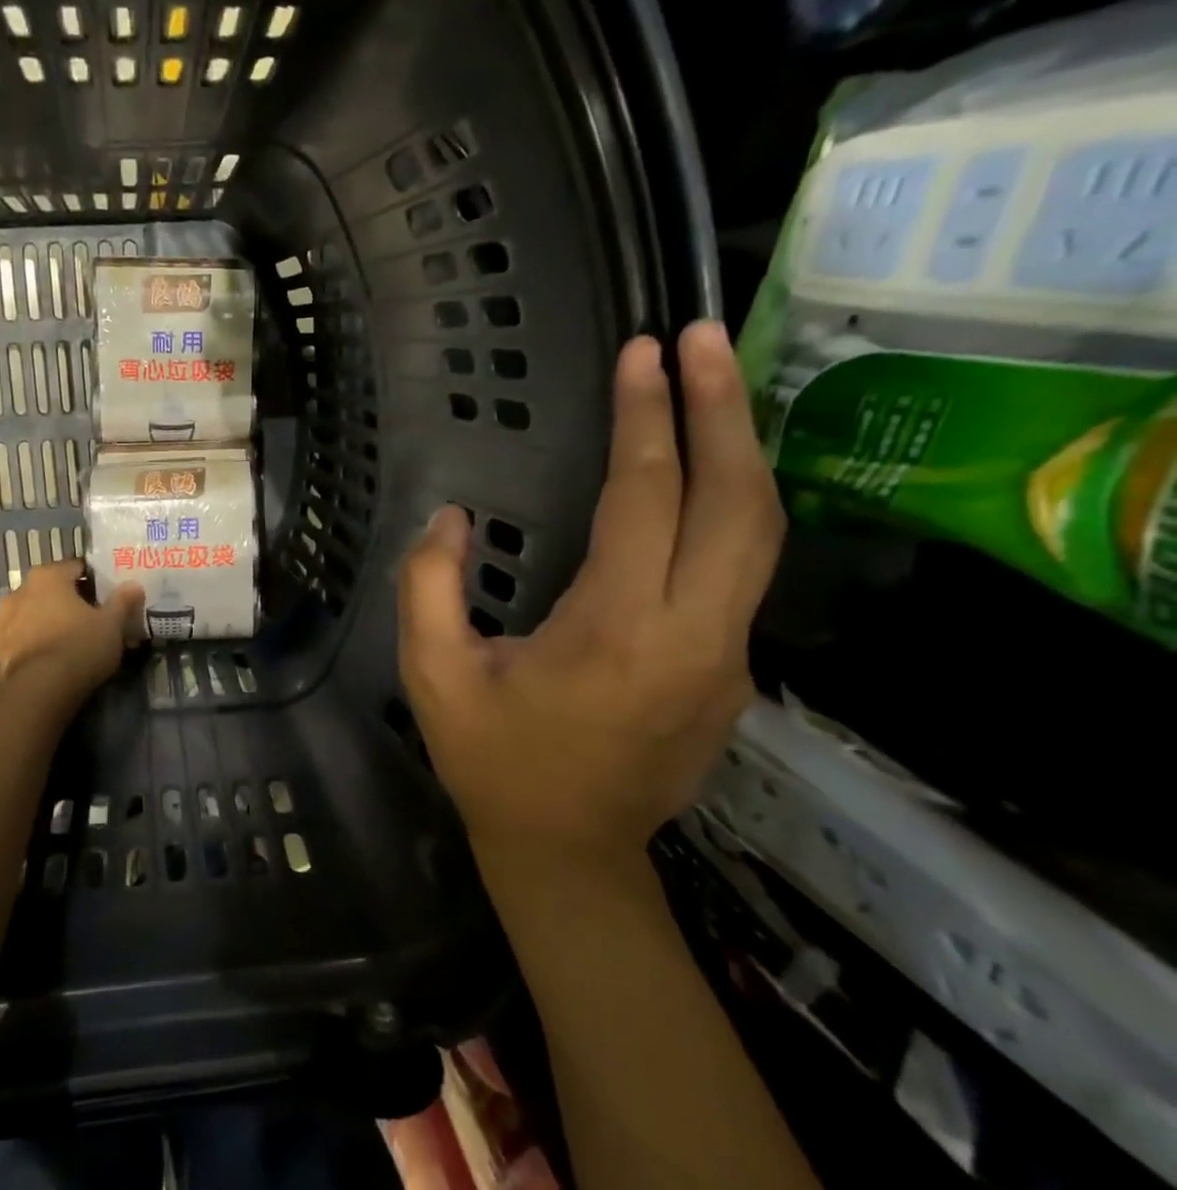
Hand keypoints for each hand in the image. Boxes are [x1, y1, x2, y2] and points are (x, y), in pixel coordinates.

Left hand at [0, 560, 143, 702]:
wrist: (40, 690)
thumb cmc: (79, 646)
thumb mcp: (112, 624)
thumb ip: (122, 601)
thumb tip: (134, 585)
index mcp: (47, 577)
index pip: (75, 568)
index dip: (93, 580)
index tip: (107, 594)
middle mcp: (19, 591)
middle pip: (51, 590)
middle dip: (69, 601)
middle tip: (91, 618)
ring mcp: (3, 621)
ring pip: (33, 614)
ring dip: (48, 621)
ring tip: (70, 641)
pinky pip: (22, 639)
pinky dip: (35, 643)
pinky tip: (52, 658)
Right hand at [398, 320, 784, 864]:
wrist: (568, 853)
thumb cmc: (493, 762)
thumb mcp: (433, 675)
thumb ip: (428, 586)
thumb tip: (451, 518)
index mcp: (617, 633)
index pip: (647, 499)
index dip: (647, 419)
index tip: (644, 352)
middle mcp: (695, 636)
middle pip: (737, 501)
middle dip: (722, 409)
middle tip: (706, 337)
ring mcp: (728, 657)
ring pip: (760, 533)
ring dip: (739, 450)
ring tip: (715, 384)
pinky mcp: (733, 671)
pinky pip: (744, 570)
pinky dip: (731, 504)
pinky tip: (703, 474)